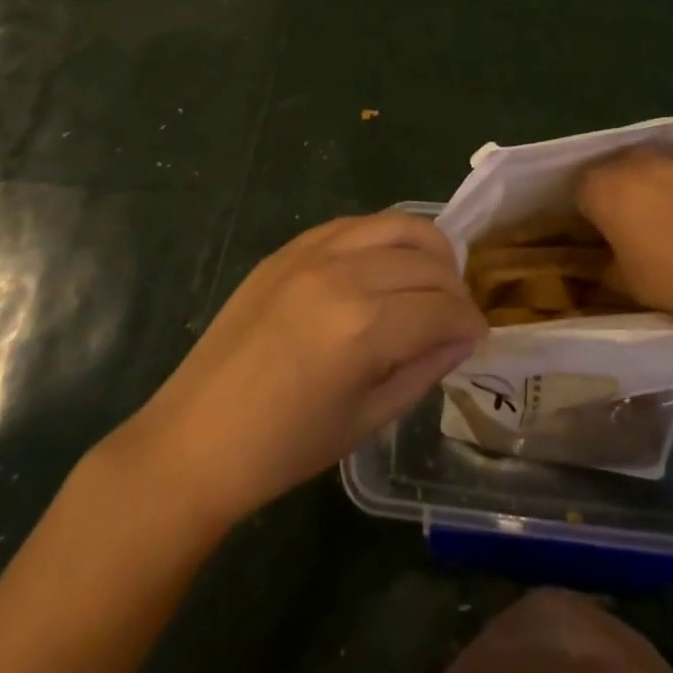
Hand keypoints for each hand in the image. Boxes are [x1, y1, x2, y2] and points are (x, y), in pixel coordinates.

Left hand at [121, 212, 486, 530]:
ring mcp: (312, 252)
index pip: (443, 308)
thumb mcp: (367, 419)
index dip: (470, 324)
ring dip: (428, 250)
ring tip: (432, 280)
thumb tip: (463, 337)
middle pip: (427, 261)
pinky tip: (385, 266)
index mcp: (363, 327)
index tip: (477, 339)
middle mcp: (343, 274)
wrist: (196, 437)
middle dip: (455, 289)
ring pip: (397, 226)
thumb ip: (424, 369)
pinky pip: (355, 224)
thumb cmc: (284, 448)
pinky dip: (384, 239)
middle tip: (456, 317)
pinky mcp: (290, 246)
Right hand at [576, 147, 672, 328]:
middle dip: (617, 196)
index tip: (601, 239)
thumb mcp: (625, 282)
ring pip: (647, 169)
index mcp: (601, 188)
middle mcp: (630, 161)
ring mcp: (671, 157)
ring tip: (668, 222)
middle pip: (611, 174)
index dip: (588, 217)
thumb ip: (601, 265)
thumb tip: (596, 260)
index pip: (579, 194)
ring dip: (648, 188)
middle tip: (631, 230)